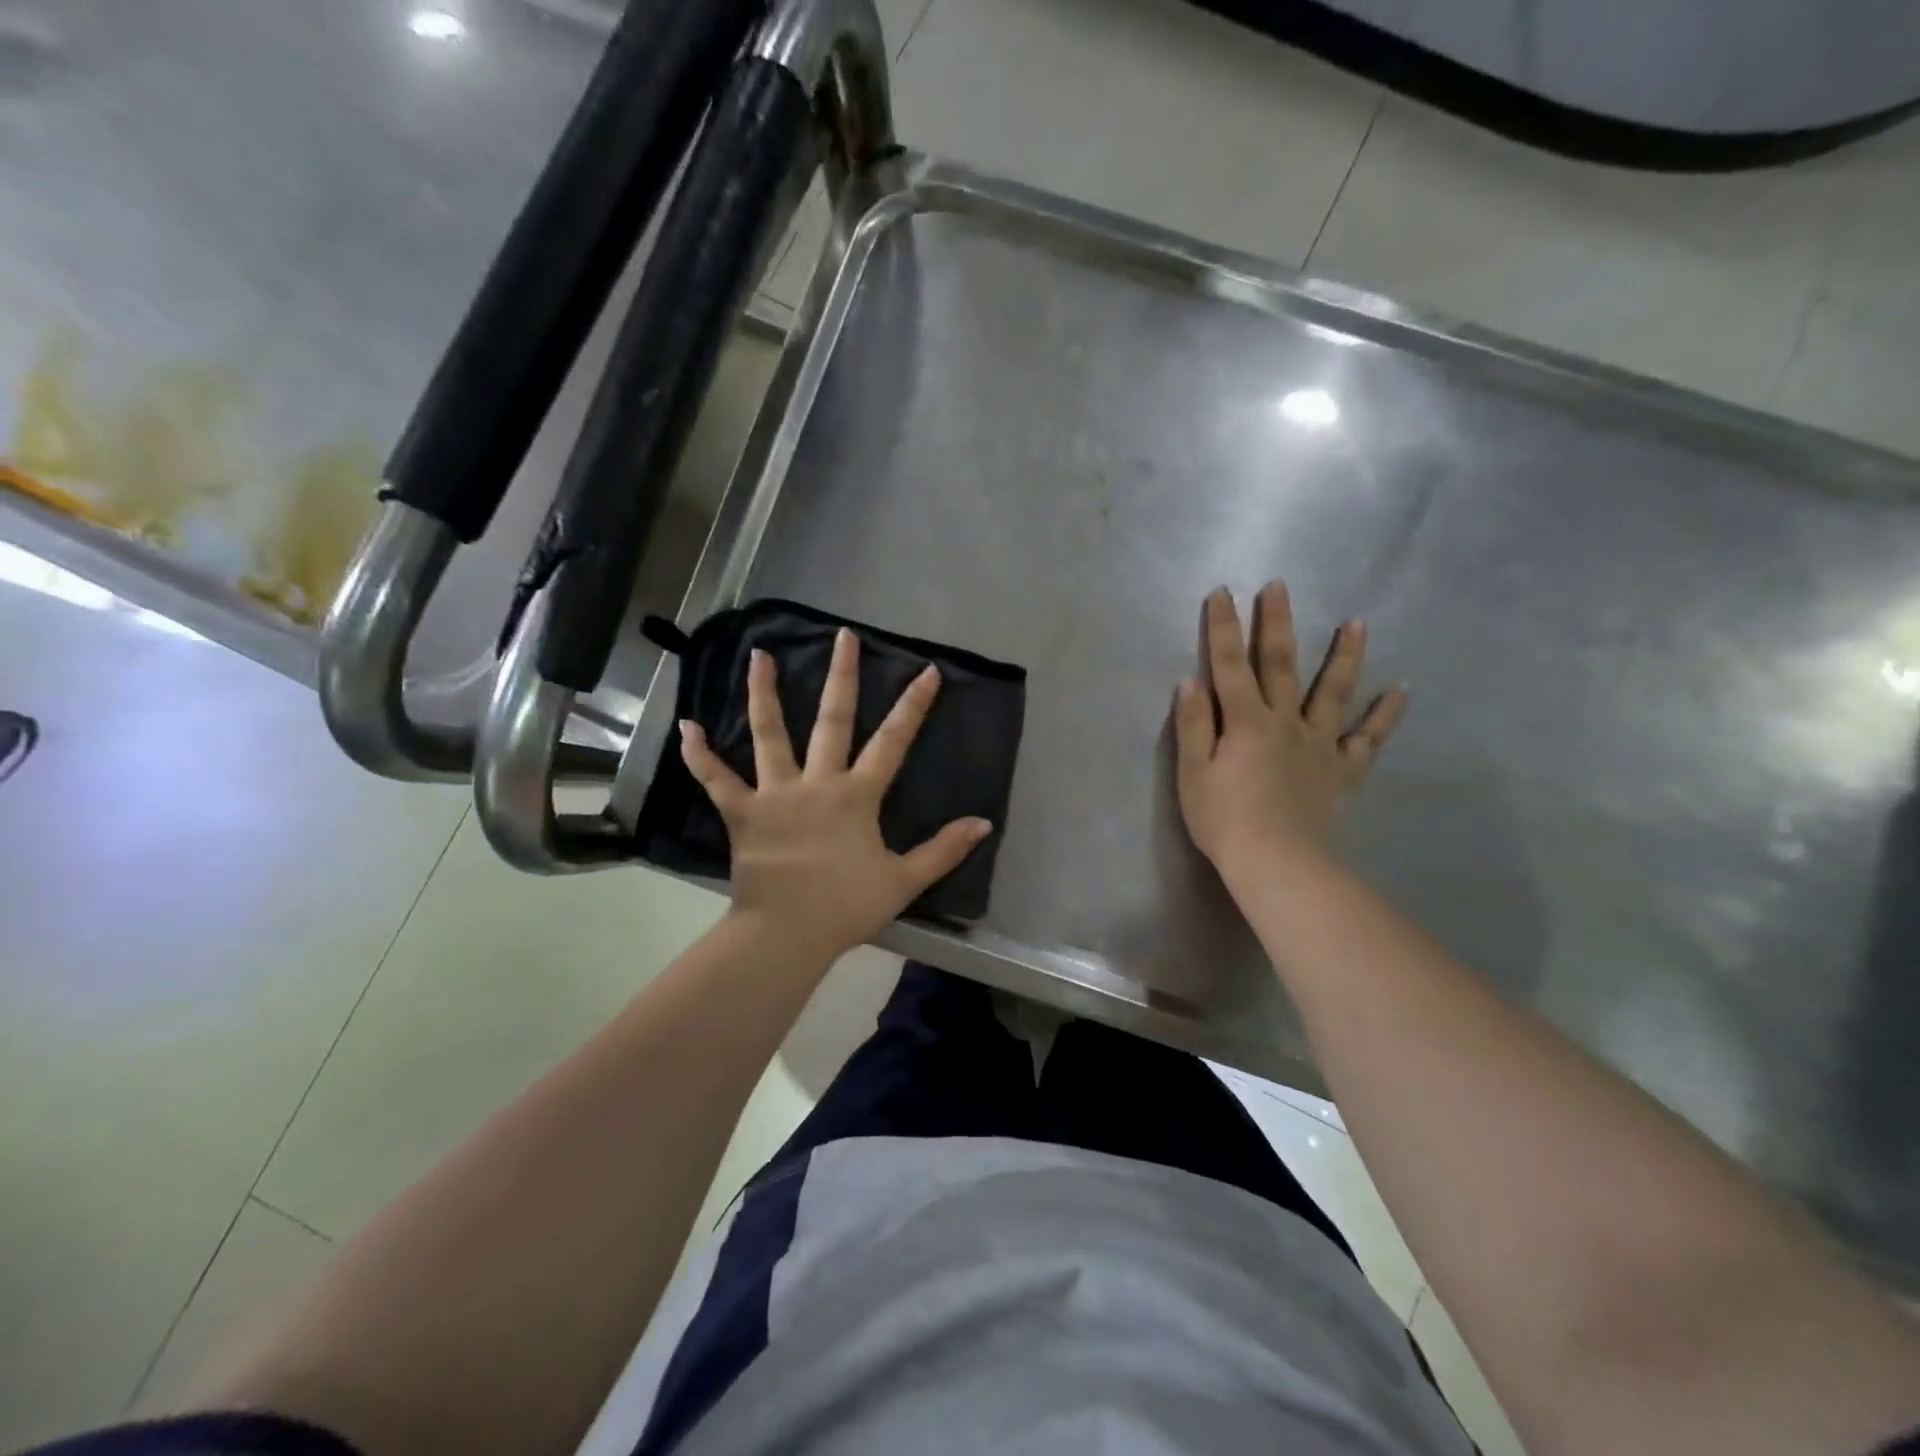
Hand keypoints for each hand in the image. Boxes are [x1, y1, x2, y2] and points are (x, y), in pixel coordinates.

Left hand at [679, 628, 992, 963]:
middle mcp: (816, 782)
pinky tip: (686, 727)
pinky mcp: (741, 813)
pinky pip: (716, 779)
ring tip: (758, 655)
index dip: (913, 706)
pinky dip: (699, 755)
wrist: (786, 936)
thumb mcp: (904, 881)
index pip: (892, 742)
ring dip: (763, 693)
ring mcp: (774, 794)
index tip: (926, 671)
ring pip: (769, 734)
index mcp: (856, 796)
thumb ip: (943, 850)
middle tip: (842, 635)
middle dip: (841, 676)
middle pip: (832, 720)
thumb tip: (983, 823)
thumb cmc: (845, 907)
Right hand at [1175, 583, 1407, 880]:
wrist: (1277, 864)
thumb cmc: (1225, 821)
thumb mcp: (1193, 774)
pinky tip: (1401, 691)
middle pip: (1280, 665)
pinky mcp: (1342, 770)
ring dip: (1344, 655)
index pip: (1229, 666)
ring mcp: (1319, 744)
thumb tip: (1191, 681)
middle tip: (1280, 587)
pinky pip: (1369, 739)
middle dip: (1277, 623)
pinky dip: (1386, 715)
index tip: (1222, 593)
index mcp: (1245, 723)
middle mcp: (1285, 722)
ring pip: (1333, 691)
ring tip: (1358, 623)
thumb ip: (1194, 726)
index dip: (1222, 628)